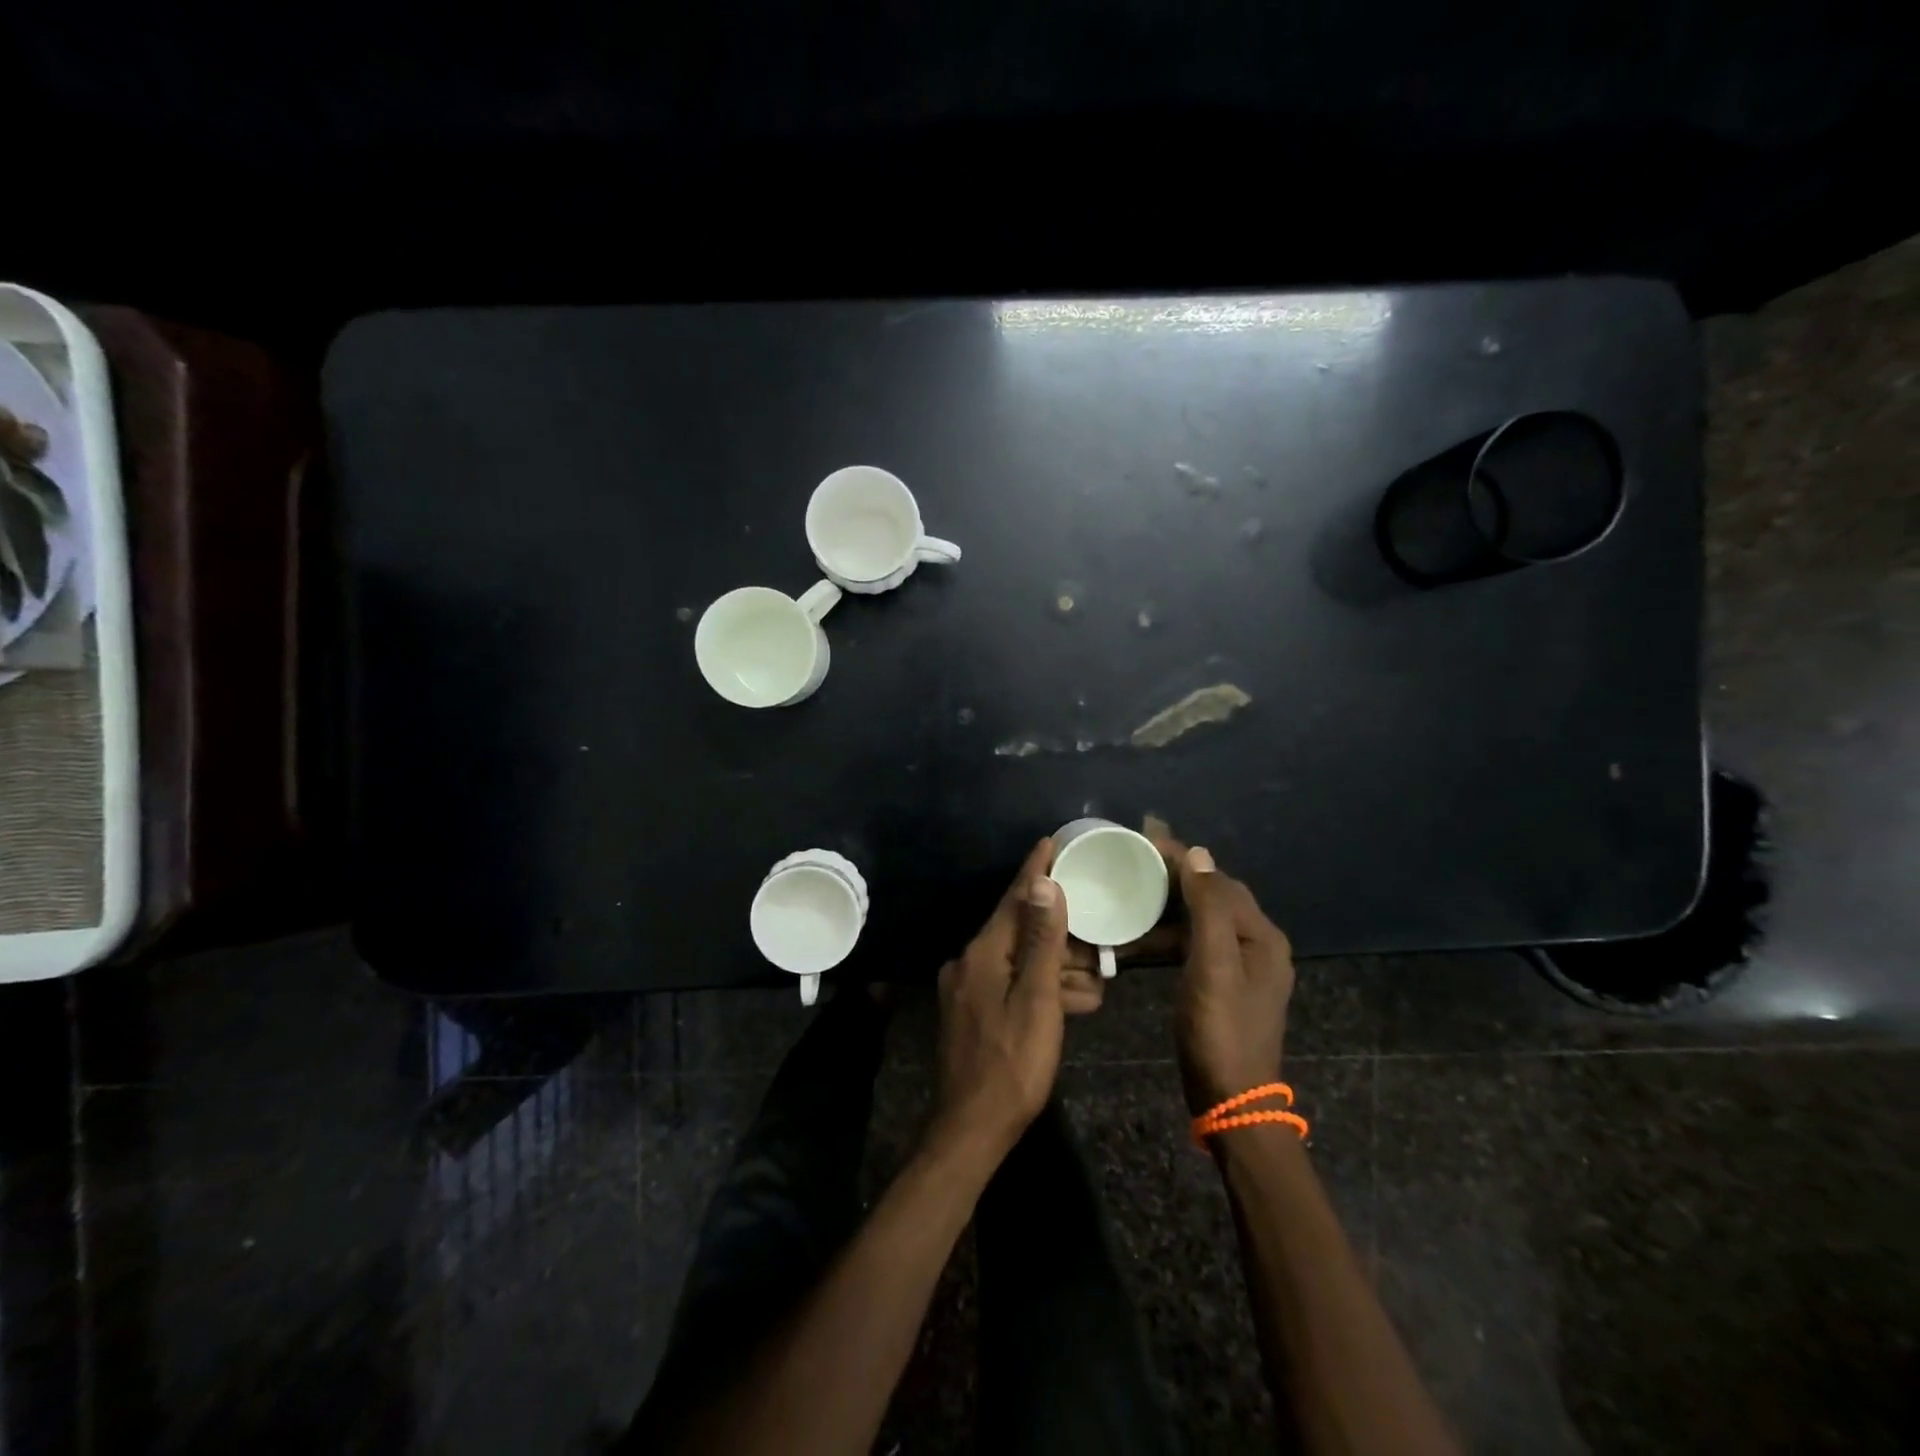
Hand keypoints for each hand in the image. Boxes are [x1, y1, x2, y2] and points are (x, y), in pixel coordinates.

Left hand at [930, 839, 1070, 1168]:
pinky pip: (1013, 986)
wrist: (972, 1130)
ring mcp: (970, 988)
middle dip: (1062, 937)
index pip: (1014, 899)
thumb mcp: (1037, 999)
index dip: (1035, 870)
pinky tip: (1074, 1004)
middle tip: (1099, 944)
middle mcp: (971, 962)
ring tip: (1097, 983)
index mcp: (983, 953)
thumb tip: (1044, 884)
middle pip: (1022, 932)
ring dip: (1058, 969)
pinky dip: (1042, 990)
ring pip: (1021, 962)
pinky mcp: (975, 1012)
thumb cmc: (1013, 1064)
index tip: (1052, 842)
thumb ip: (1042, 941)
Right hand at [1146, 823, 1294, 1115]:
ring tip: (1129, 896)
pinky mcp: (1223, 986)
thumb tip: (1198, 854)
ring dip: (1167, 908)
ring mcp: (1241, 967)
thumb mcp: (1212, 965)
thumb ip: (1207, 908)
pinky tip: (1138, 939)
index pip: (1218, 880)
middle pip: (1213, 896)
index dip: (1183, 858)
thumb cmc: (1220, 1030)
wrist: (1231, 1100)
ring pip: (1201, 921)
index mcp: (1260, 935)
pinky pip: (1194, 946)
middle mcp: (1256, 944)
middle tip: (1133, 860)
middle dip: (1174, 876)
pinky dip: (1168, 937)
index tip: (1145, 837)